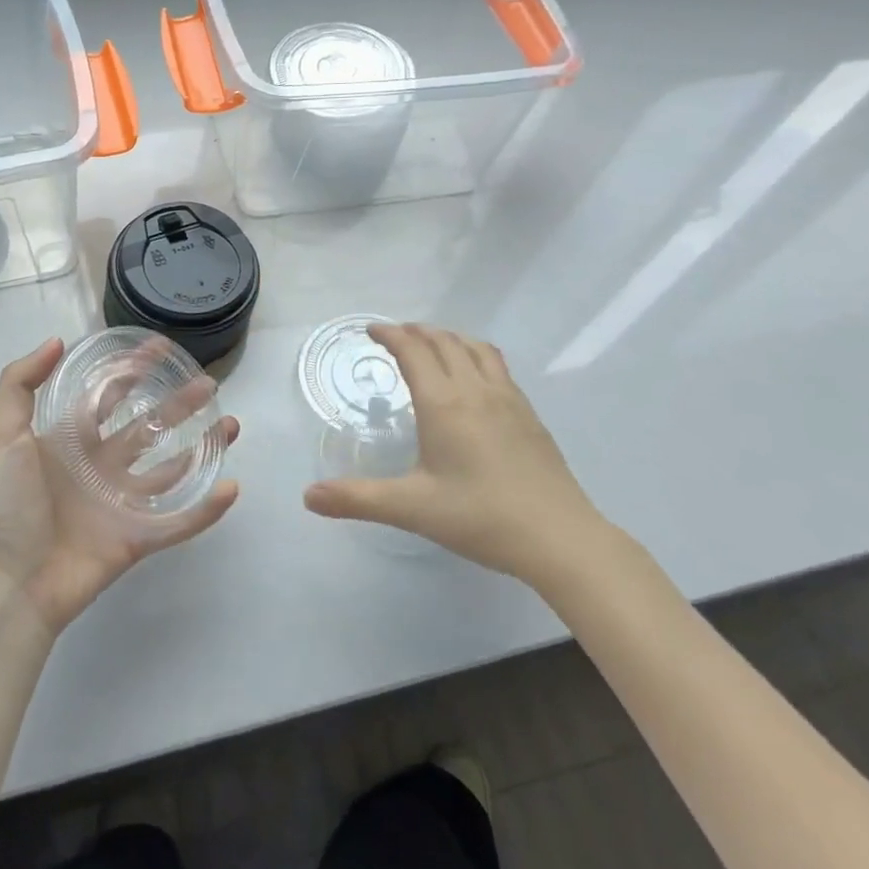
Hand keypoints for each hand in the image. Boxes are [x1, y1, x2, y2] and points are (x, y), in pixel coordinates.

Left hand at [0, 337, 239, 637]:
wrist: (6, 584)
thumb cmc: (3, 506)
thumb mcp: (0, 435)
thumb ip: (19, 384)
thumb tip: (57, 340)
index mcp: (70, 441)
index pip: (108, 397)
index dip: (132, 372)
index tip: (161, 349)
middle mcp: (100, 466)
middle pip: (148, 427)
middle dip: (178, 404)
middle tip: (208, 384)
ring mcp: (120, 503)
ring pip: (171, 469)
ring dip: (202, 447)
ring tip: (231, 425)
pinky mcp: (136, 538)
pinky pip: (178, 521)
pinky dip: (205, 508)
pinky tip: (231, 487)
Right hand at [303, 323, 606, 589]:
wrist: (560, 537)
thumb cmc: (480, 517)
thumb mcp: (411, 509)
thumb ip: (357, 499)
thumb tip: (308, 497)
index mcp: (444, 403)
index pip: (414, 350)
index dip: (390, 334)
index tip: (371, 330)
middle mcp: (476, 390)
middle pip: (444, 341)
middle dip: (416, 331)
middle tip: (396, 335)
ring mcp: (508, 399)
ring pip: (475, 348)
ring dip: (449, 337)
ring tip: (433, 344)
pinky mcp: (529, 414)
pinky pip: (497, 366)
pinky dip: (476, 354)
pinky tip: (475, 379)